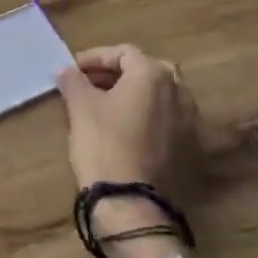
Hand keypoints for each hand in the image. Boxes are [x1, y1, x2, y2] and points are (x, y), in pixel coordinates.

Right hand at [55, 46, 203, 257]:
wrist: (132, 204)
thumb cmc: (104, 145)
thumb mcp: (80, 108)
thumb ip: (73, 81)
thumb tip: (66, 69)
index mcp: (154, 75)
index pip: (124, 53)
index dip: (95, 57)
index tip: (72, 70)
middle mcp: (180, 92)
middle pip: (147, 71)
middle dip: (117, 74)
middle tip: (89, 85)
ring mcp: (190, 122)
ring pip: (159, 96)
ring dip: (133, 95)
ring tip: (104, 108)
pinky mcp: (191, 149)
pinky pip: (167, 120)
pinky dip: (146, 117)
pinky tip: (124, 132)